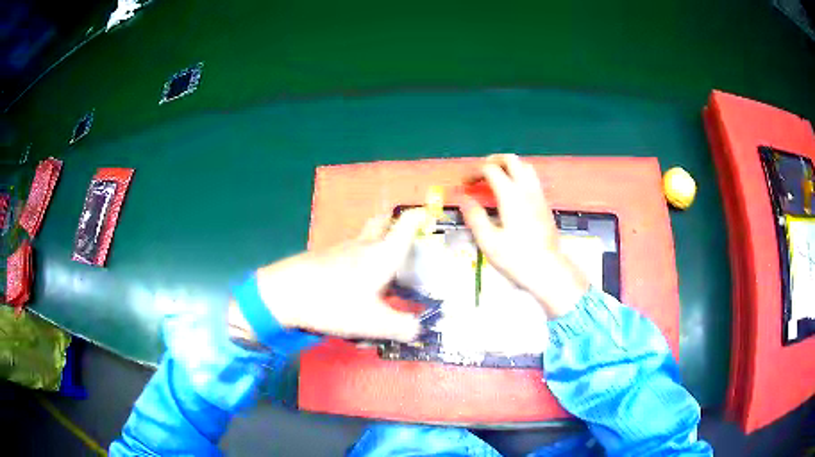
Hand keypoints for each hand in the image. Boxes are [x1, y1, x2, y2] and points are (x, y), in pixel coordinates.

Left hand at [230, 209, 428, 342]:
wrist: (284, 294)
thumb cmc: (334, 303)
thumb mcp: (374, 323)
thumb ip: (402, 328)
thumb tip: (418, 330)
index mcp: (382, 254)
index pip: (406, 225)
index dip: (420, 217)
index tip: (430, 215)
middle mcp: (363, 246)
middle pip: (381, 222)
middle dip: (394, 223)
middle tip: (405, 238)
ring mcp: (340, 250)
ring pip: (363, 239)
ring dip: (376, 244)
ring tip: (384, 271)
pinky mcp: (324, 258)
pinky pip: (348, 253)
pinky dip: (358, 261)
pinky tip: (355, 286)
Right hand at [461, 154, 588, 317]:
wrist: (548, 270)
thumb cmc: (517, 258)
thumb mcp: (488, 241)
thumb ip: (474, 216)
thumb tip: (464, 198)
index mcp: (511, 195)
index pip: (490, 169)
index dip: (474, 172)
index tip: (464, 183)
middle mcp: (527, 189)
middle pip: (511, 160)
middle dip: (492, 161)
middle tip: (479, 172)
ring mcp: (539, 195)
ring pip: (525, 167)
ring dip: (508, 167)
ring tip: (495, 179)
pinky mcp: (545, 205)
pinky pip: (532, 179)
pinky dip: (518, 177)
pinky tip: (511, 193)